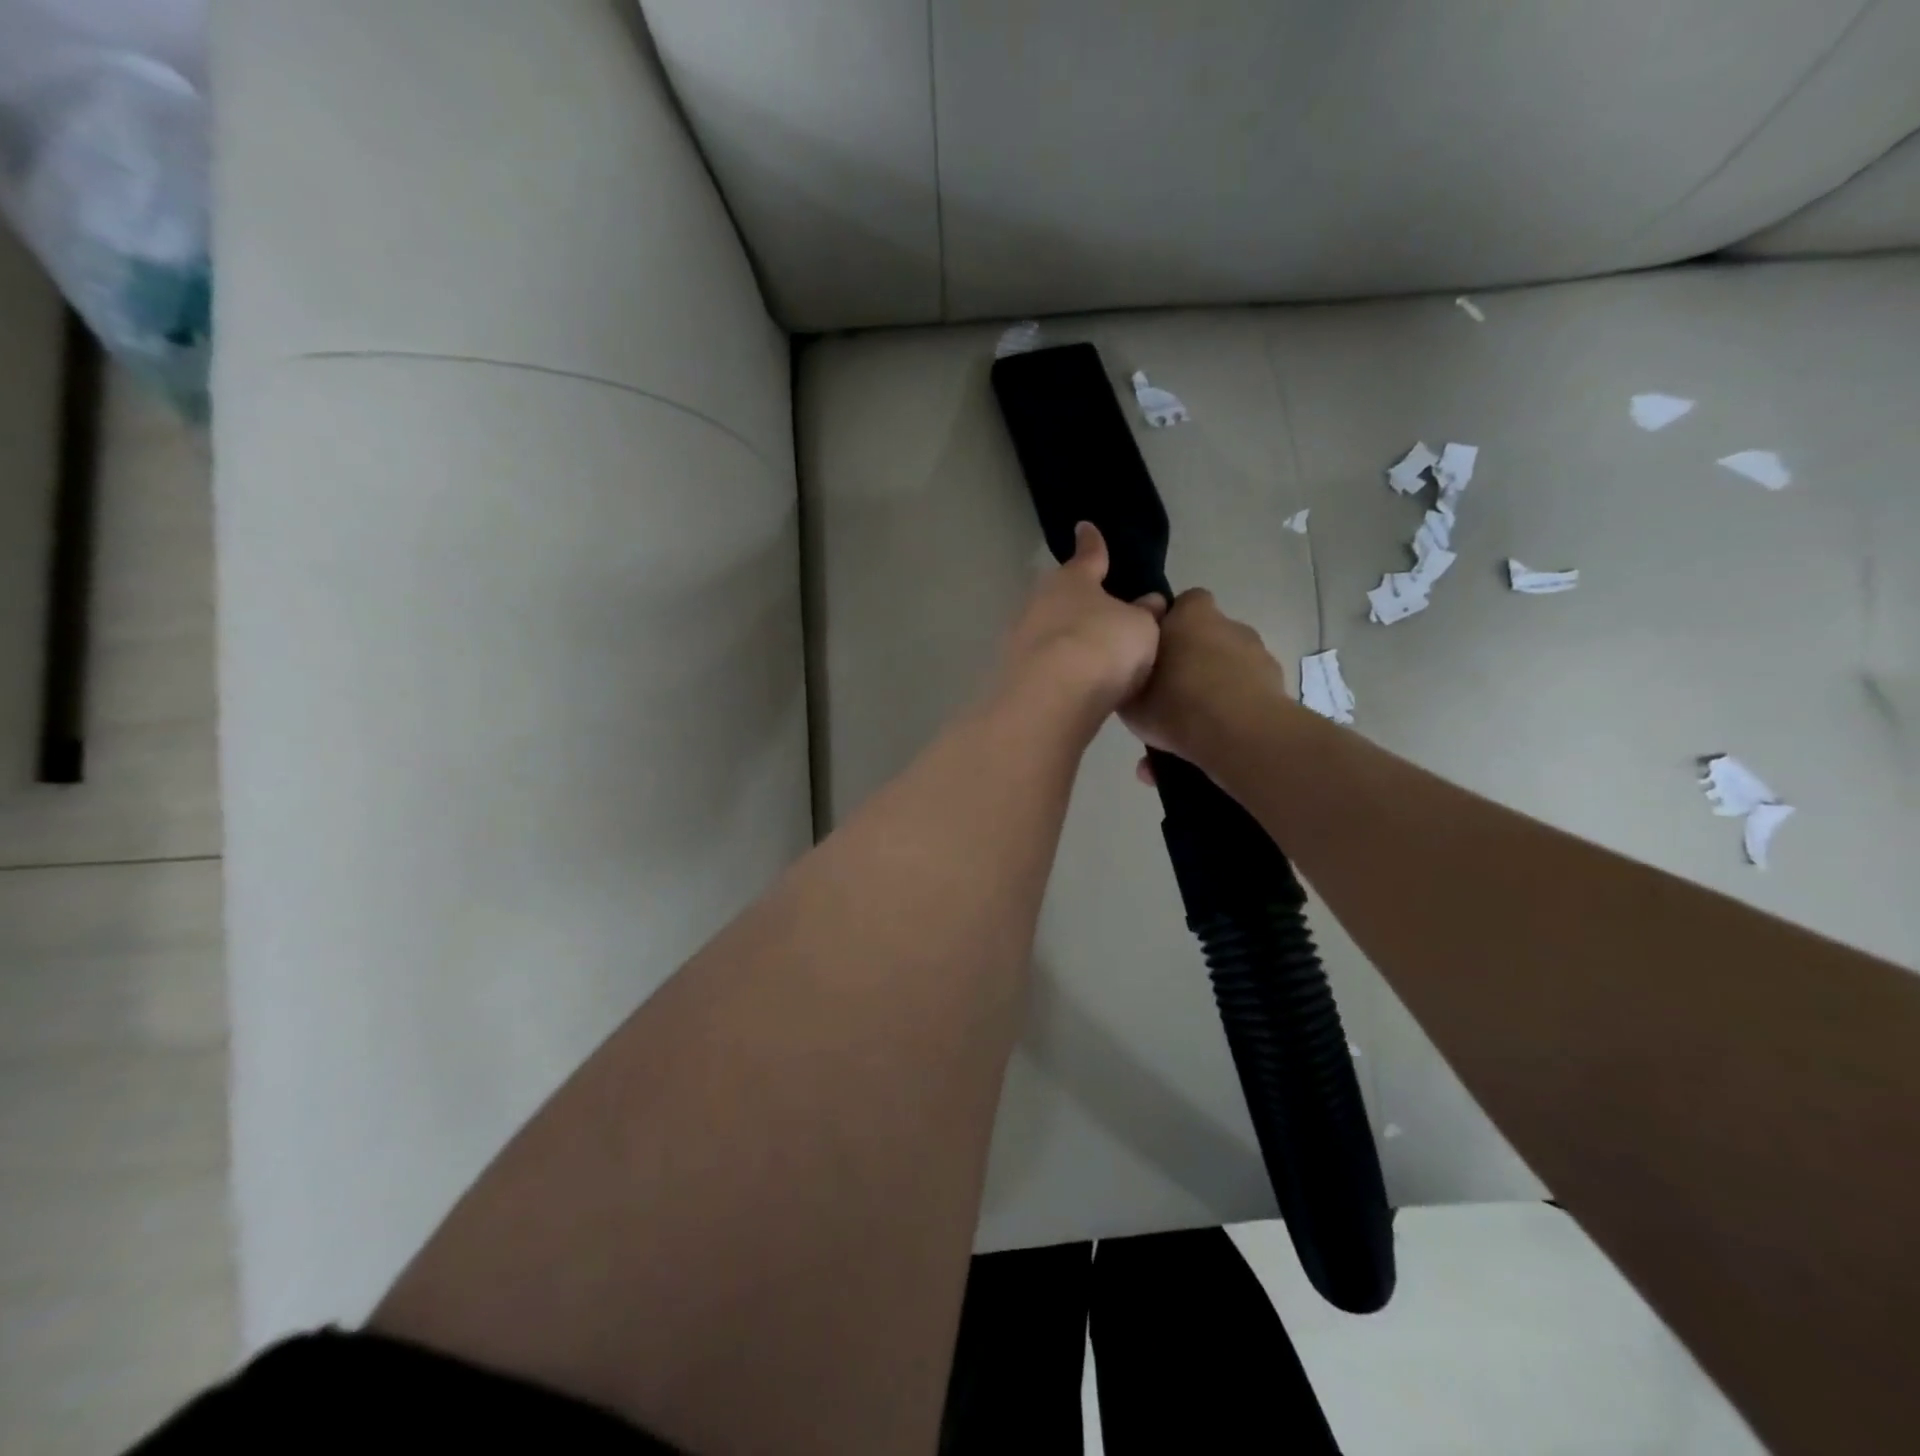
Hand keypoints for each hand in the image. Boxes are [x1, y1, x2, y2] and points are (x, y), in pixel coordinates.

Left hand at [996, 523, 1165, 735]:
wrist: (1051, 698)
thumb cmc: (1103, 646)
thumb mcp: (1140, 628)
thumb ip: (1144, 614)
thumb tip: (1149, 602)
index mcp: (1073, 579)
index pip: (1088, 555)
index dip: (1092, 543)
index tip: (1084, 527)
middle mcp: (1040, 601)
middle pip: (1061, 595)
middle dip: (1076, 601)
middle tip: (1097, 611)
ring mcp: (1019, 637)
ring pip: (1047, 629)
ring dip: (1063, 639)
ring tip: (1087, 656)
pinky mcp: (1010, 672)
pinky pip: (1041, 663)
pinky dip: (1055, 669)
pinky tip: (1070, 684)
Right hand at [1121, 589, 1288, 774]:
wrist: (1242, 737)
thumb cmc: (1178, 705)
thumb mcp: (1130, 698)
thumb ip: (1131, 678)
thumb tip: (1137, 671)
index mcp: (1191, 617)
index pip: (1184, 603)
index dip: (1171, 624)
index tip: (1157, 652)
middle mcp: (1228, 626)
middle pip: (1206, 637)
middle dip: (1192, 660)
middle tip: (1171, 693)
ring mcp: (1258, 655)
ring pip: (1227, 668)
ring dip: (1213, 688)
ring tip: (1192, 728)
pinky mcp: (1277, 685)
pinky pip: (1246, 694)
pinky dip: (1233, 711)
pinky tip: (1215, 742)